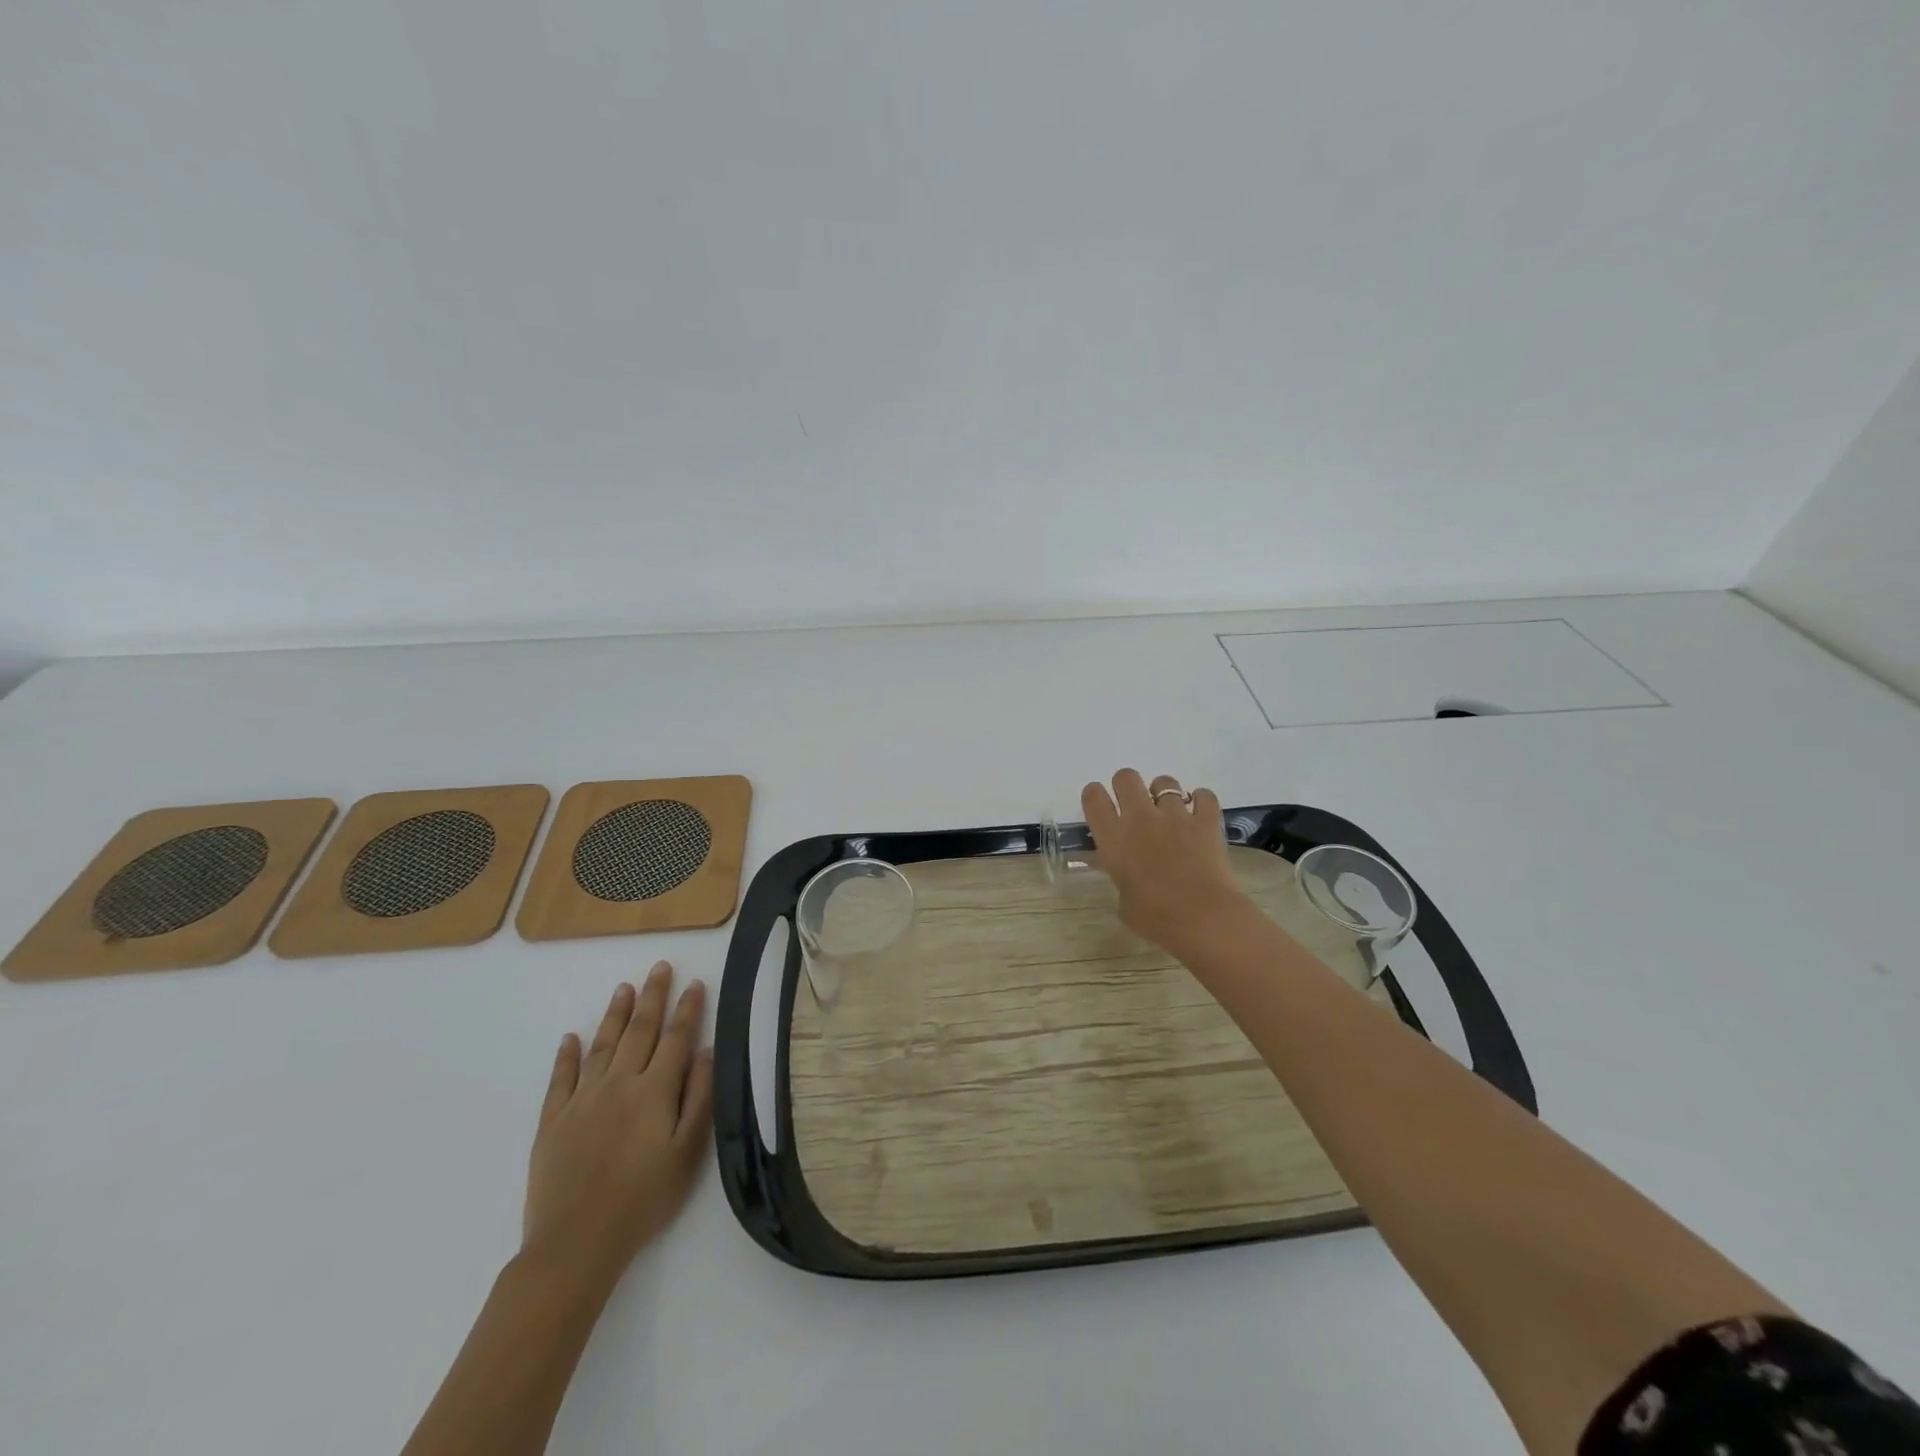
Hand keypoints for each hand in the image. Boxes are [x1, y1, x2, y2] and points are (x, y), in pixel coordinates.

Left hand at [522, 965, 712, 1294]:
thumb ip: (699, 1097)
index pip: (675, 1037)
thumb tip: (706, 1051)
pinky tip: (570, 1038)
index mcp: (654, 1090)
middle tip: (660, 967)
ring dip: (616, 1014)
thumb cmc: (643, 1199)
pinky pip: (561, 1078)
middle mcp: (619, 1083)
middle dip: (653, 996)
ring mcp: (582, 1099)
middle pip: (639, 1030)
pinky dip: (566, 1055)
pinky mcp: (553, 1120)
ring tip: (625, 988)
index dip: (687, 1008)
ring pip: (603, 1044)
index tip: (695, 983)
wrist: (576, 1243)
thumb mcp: (687, 1152)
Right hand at [1081, 769, 1250, 955]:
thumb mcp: (1124, 902)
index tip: (1100, 805)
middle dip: (1127, 786)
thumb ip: (1122, 878)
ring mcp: (1175, 815)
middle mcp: (1140, 818)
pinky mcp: (1206, 820)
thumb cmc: (1155, 918)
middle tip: (1134, 806)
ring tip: (1169, 812)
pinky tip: (1199, 814)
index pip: (1093, 797)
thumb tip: (1128, 875)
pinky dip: (1201, 801)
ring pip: (1164, 782)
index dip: (1095, 795)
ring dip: (1163, 794)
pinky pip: (1204, 795)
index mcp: (1113, 838)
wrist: (1203, 919)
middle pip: (1126, 777)